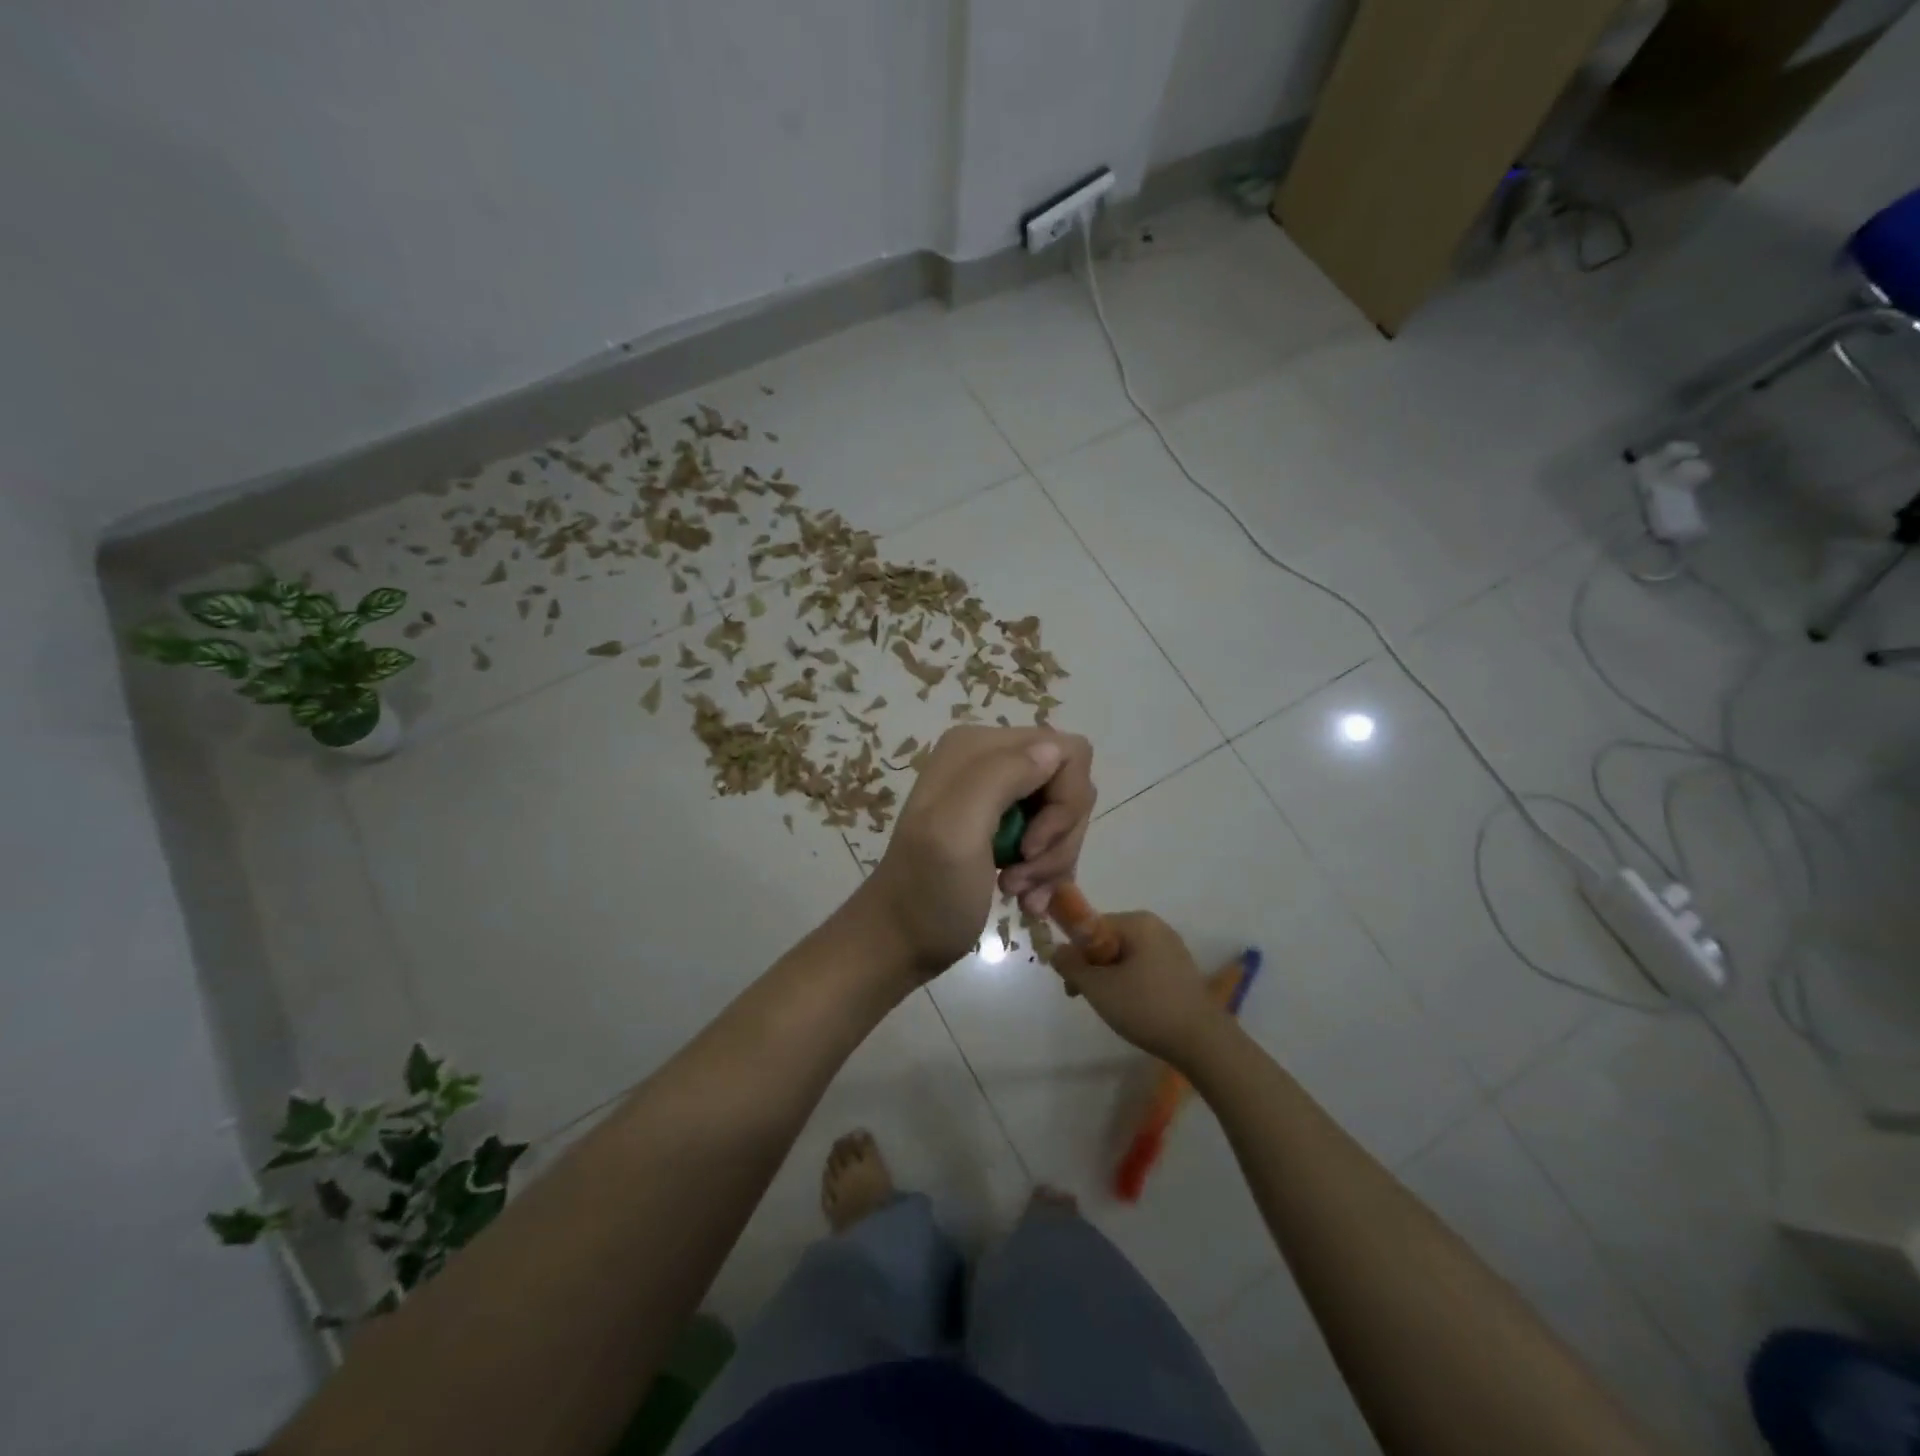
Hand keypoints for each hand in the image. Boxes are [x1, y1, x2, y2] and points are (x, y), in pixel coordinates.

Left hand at [858, 726, 1093, 974]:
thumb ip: (1002, 777)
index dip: (1067, 801)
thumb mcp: (957, 830)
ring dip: (1052, 860)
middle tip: (1025, 872)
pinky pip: (1052, 838)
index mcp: (978, 747)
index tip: (1033, 846)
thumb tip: (1053, 749)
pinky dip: (1046, 872)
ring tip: (1018, 889)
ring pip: (1064, 816)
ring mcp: (997, 795)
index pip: (1066, 752)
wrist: (900, 941)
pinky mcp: (1004, 826)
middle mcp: (990, 761)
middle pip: (1069, 786)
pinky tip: (1025, 898)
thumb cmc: (928, 891)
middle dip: (1058, 837)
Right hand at [1053, 911, 1235, 1068]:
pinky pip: (1143, 967)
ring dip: (1109, 978)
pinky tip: (1132, 1008)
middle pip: (1108, 941)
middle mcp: (1156, 927)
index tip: (1070, 984)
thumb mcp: (1099, 988)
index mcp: (1138, 922)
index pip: (1091, 927)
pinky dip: (1130, 983)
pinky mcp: (1180, 970)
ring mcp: (1171, 948)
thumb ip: (1071, 965)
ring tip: (1109, 1007)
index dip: (1075, 954)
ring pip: (1125, 956)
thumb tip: (1056, 950)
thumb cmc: (1146, 1008)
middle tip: (1084, 997)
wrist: (1203, 1042)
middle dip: (1091, 968)